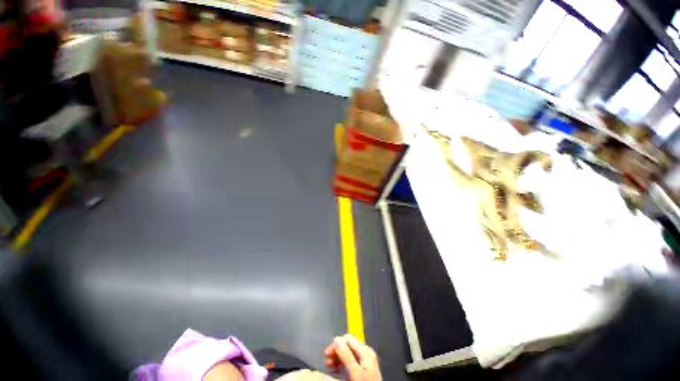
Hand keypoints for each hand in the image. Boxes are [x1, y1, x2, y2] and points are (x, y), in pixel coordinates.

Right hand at [324, 334, 381, 380]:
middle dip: (336, 352)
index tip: (326, 354)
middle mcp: (366, 353)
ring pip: (348, 354)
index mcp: (365, 351)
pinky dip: (342, 364)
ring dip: (338, 358)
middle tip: (327, 362)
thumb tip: (336, 339)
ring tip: (329, 367)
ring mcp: (365, 362)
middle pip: (348, 345)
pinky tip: (337, 371)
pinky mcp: (363, 370)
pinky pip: (350, 362)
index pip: (348, 339)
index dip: (336, 344)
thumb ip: (346, 355)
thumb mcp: (355, 372)